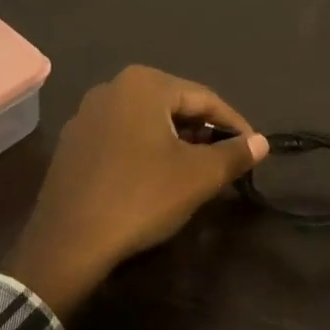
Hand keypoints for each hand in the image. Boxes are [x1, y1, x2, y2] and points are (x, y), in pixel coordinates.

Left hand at [5, 66, 268, 317]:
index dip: (234, 125)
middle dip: (203, 133)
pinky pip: (122, 139)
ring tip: (195, 172)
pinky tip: (155, 180)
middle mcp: (111, 89)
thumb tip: (262, 142)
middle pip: (175, 107)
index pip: (205, 99)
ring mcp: (85, 116)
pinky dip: (146, 153)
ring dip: (176, 144)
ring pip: (148, 123)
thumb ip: (235, 154)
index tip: (253, 149)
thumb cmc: (141, 197)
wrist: (68, 244)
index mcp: (144, 84)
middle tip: (225, 162)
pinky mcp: (72, 145)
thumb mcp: (199, 176)